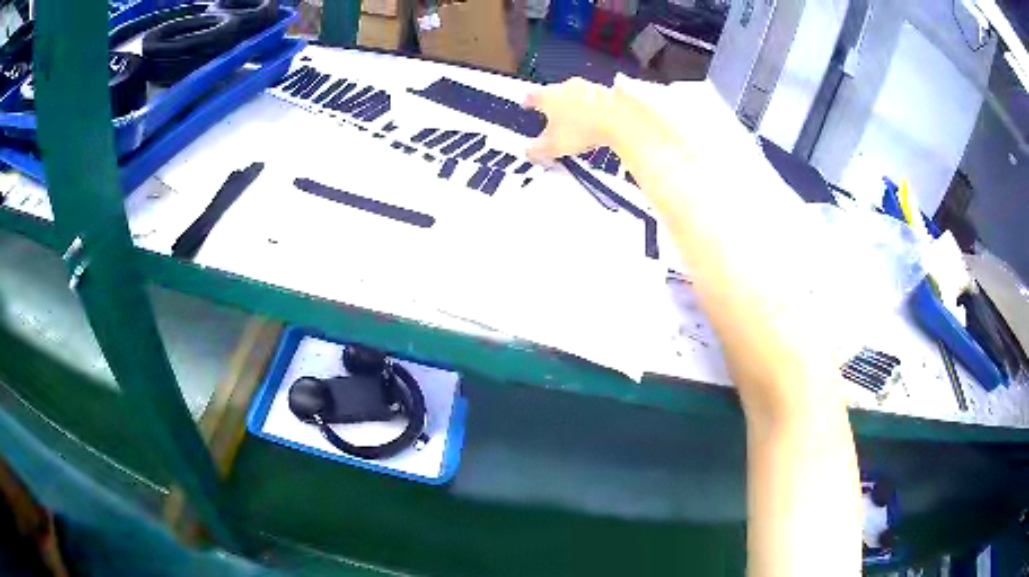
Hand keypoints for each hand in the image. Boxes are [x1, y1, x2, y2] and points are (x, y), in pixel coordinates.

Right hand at [523, 77, 614, 162]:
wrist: (619, 120)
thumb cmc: (584, 128)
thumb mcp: (553, 146)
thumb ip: (537, 149)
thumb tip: (529, 151)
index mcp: (548, 96)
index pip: (531, 96)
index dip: (527, 102)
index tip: (527, 104)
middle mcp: (566, 86)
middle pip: (554, 94)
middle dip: (553, 106)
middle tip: (553, 120)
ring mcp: (588, 87)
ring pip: (576, 95)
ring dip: (574, 107)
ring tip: (577, 125)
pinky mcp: (607, 93)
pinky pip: (595, 100)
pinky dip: (593, 109)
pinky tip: (595, 123)